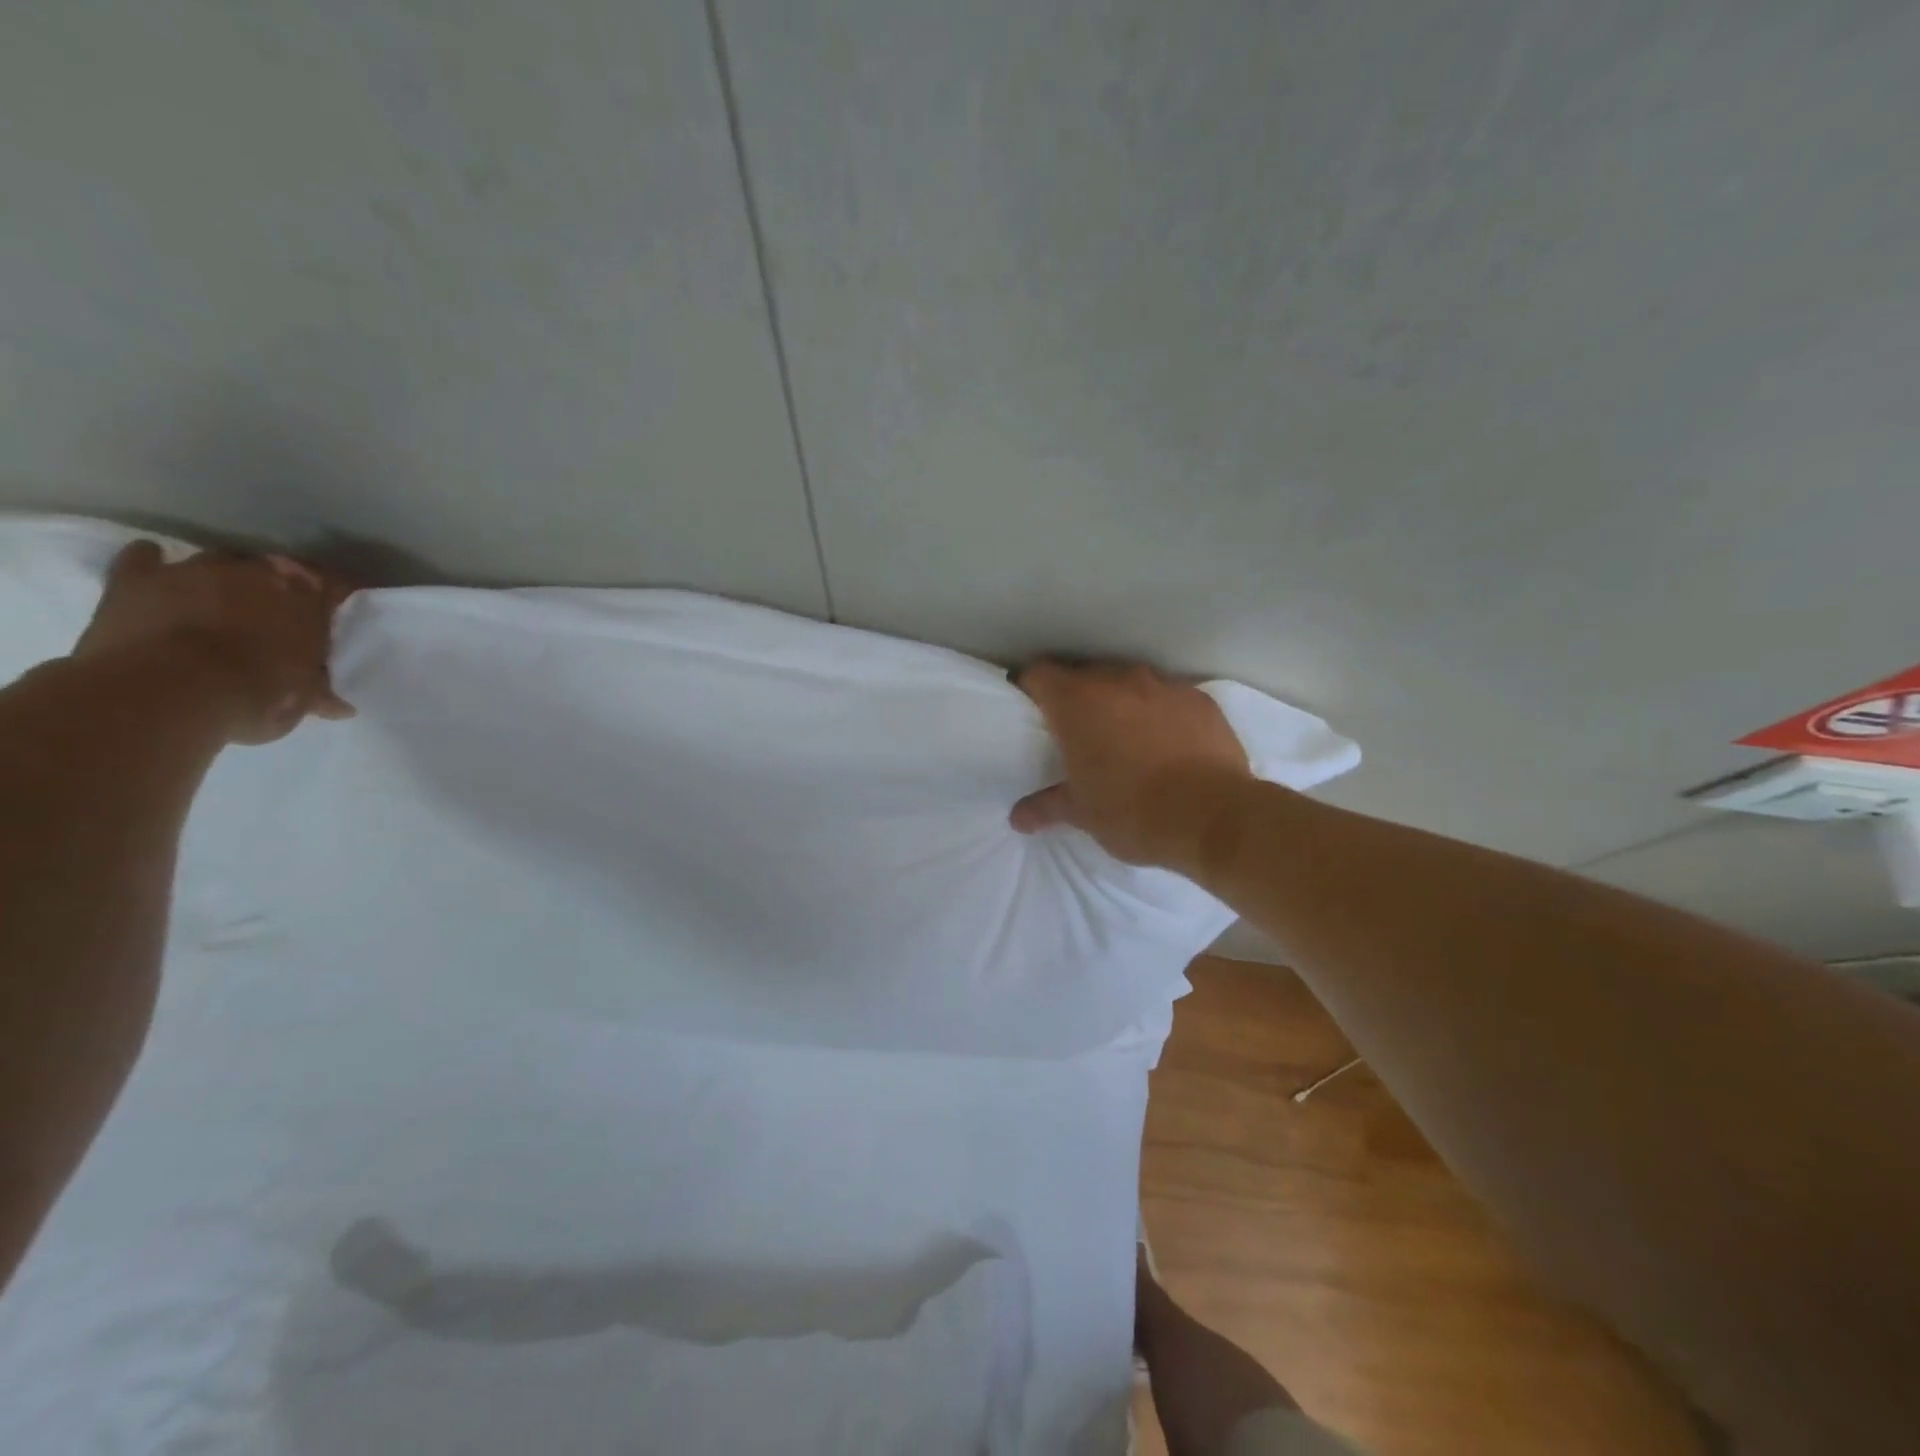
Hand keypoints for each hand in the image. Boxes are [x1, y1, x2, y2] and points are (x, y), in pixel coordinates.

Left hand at [72, 541, 355, 744]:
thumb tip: (340, 707)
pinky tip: (158, 573)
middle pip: (274, 568)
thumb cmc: (254, 694)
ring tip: (222, 601)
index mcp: (306, 598)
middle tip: (277, 612)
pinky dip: (151, 562)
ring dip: (222, 578)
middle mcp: (255, 572)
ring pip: (217, 561)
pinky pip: (143, 557)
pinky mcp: (137, 578)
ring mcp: (194, 570)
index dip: (335, 598)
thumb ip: (318, 693)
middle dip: (277, 587)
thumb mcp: (300, 700)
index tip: (335, 613)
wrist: (166, 692)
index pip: (335, 586)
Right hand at [1008, 661, 1252, 868]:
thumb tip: (1018, 817)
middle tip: (1077, 732)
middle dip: (1077, 697)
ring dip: (1121, 702)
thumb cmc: (1132, 812)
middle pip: (1084, 674)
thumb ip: (1047, 807)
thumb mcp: (1082, 813)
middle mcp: (1117, 681)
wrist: (1213, 816)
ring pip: (1129, 682)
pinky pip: (1169, 697)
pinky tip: (1168, 743)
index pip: (1039, 674)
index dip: (1030, 688)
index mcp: (1077, 703)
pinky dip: (1160, 713)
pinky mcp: (1200, 698)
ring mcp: (1163, 685)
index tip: (1032, 709)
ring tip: (1126, 737)